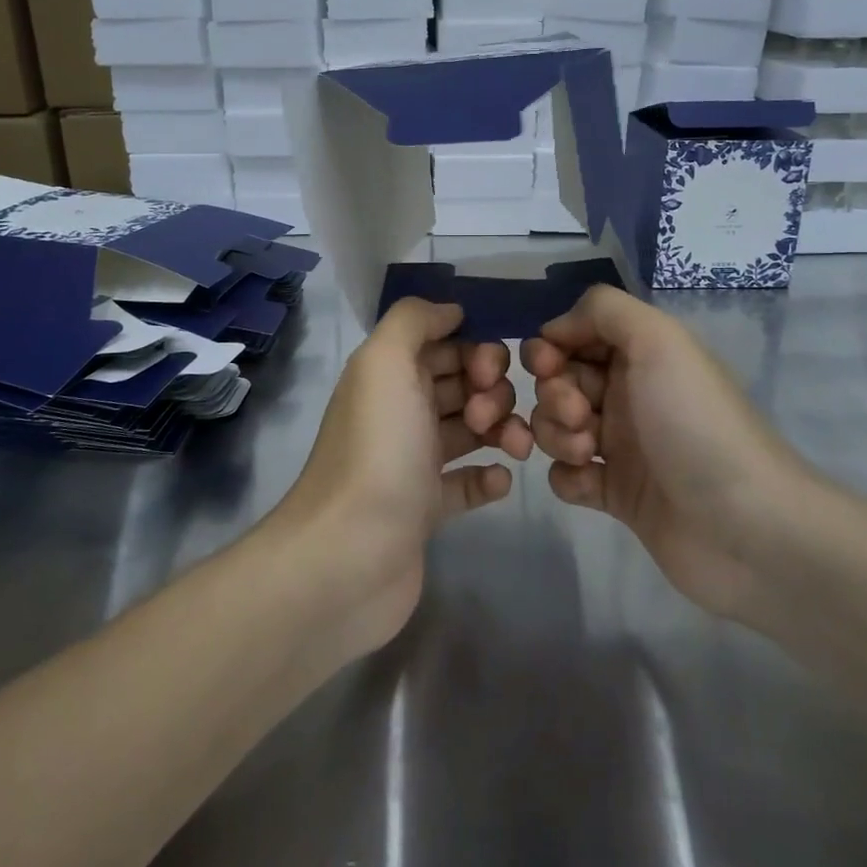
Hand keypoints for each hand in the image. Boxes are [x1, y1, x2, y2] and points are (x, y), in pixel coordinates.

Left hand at [275, 298, 532, 655]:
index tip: (490, 370)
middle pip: (462, 384)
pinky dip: (489, 477)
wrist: (349, 555)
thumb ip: (414, 321)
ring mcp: (413, 463)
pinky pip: (468, 483)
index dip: (474, 349)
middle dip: (492, 389)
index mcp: (390, 375)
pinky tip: (501, 481)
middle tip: (490, 414)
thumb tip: (451, 311)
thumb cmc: (377, 450)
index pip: (444, 344)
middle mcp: (401, 412)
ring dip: (502, 429)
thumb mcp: (385, 362)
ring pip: (471, 430)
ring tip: (516, 447)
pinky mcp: (426, 510)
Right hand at [522, 286, 809, 621]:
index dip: (552, 346)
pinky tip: (592, 486)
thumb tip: (555, 329)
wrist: (745, 528)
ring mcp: (622, 446)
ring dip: (557, 434)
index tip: (548, 364)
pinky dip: (568, 478)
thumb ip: (604, 310)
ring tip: (589, 453)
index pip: (576, 335)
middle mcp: (629, 394)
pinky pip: (567, 476)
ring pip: (557, 427)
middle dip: (554, 393)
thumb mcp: (659, 340)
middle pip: (560, 380)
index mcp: (641, 355)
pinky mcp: (617, 494)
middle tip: (580, 414)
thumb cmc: (696, 423)